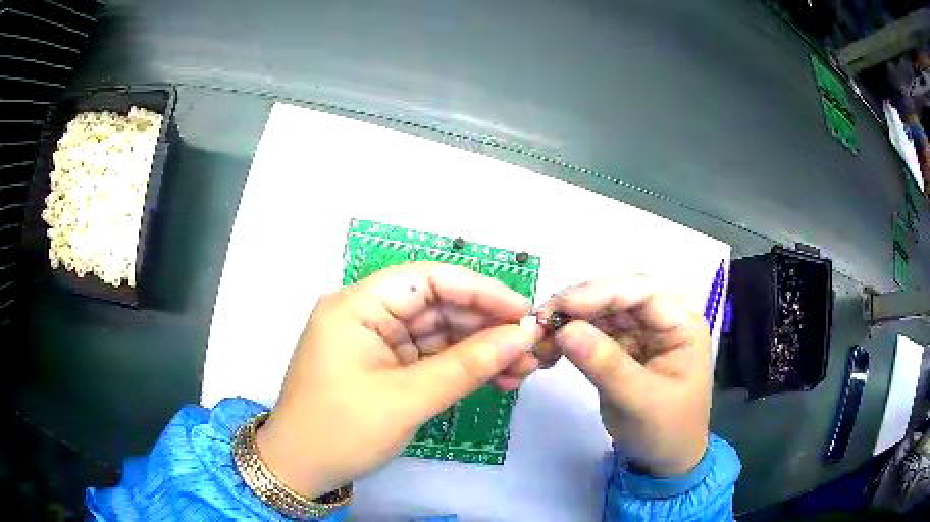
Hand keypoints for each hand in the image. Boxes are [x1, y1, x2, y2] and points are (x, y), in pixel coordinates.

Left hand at [255, 262, 540, 497]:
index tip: (522, 312)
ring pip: (439, 333)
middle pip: (438, 306)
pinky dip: (463, 367)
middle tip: (531, 348)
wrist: (301, 470)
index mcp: (357, 305)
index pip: (427, 278)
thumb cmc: (341, 430)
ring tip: (523, 370)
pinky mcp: (385, 366)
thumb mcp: (407, 399)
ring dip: (480, 350)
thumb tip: (522, 336)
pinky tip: (497, 378)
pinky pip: (431, 357)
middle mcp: (366, 314)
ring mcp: (376, 341)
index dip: (480, 290)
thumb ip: (468, 365)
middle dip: (486, 327)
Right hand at [534, 275, 711, 476]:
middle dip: (579, 305)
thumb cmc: (667, 431)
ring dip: (568, 320)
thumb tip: (564, 330)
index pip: (643, 293)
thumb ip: (607, 365)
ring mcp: (641, 331)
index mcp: (681, 324)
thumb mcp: (641, 401)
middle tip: (540, 320)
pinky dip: (568, 338)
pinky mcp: (622, 346)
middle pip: (617, 295)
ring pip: (600, 311)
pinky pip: (592, 331)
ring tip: (539, 338)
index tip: (562, 306)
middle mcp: (662, 319)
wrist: (664, 460)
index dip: (602, 292)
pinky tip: (549, 349)